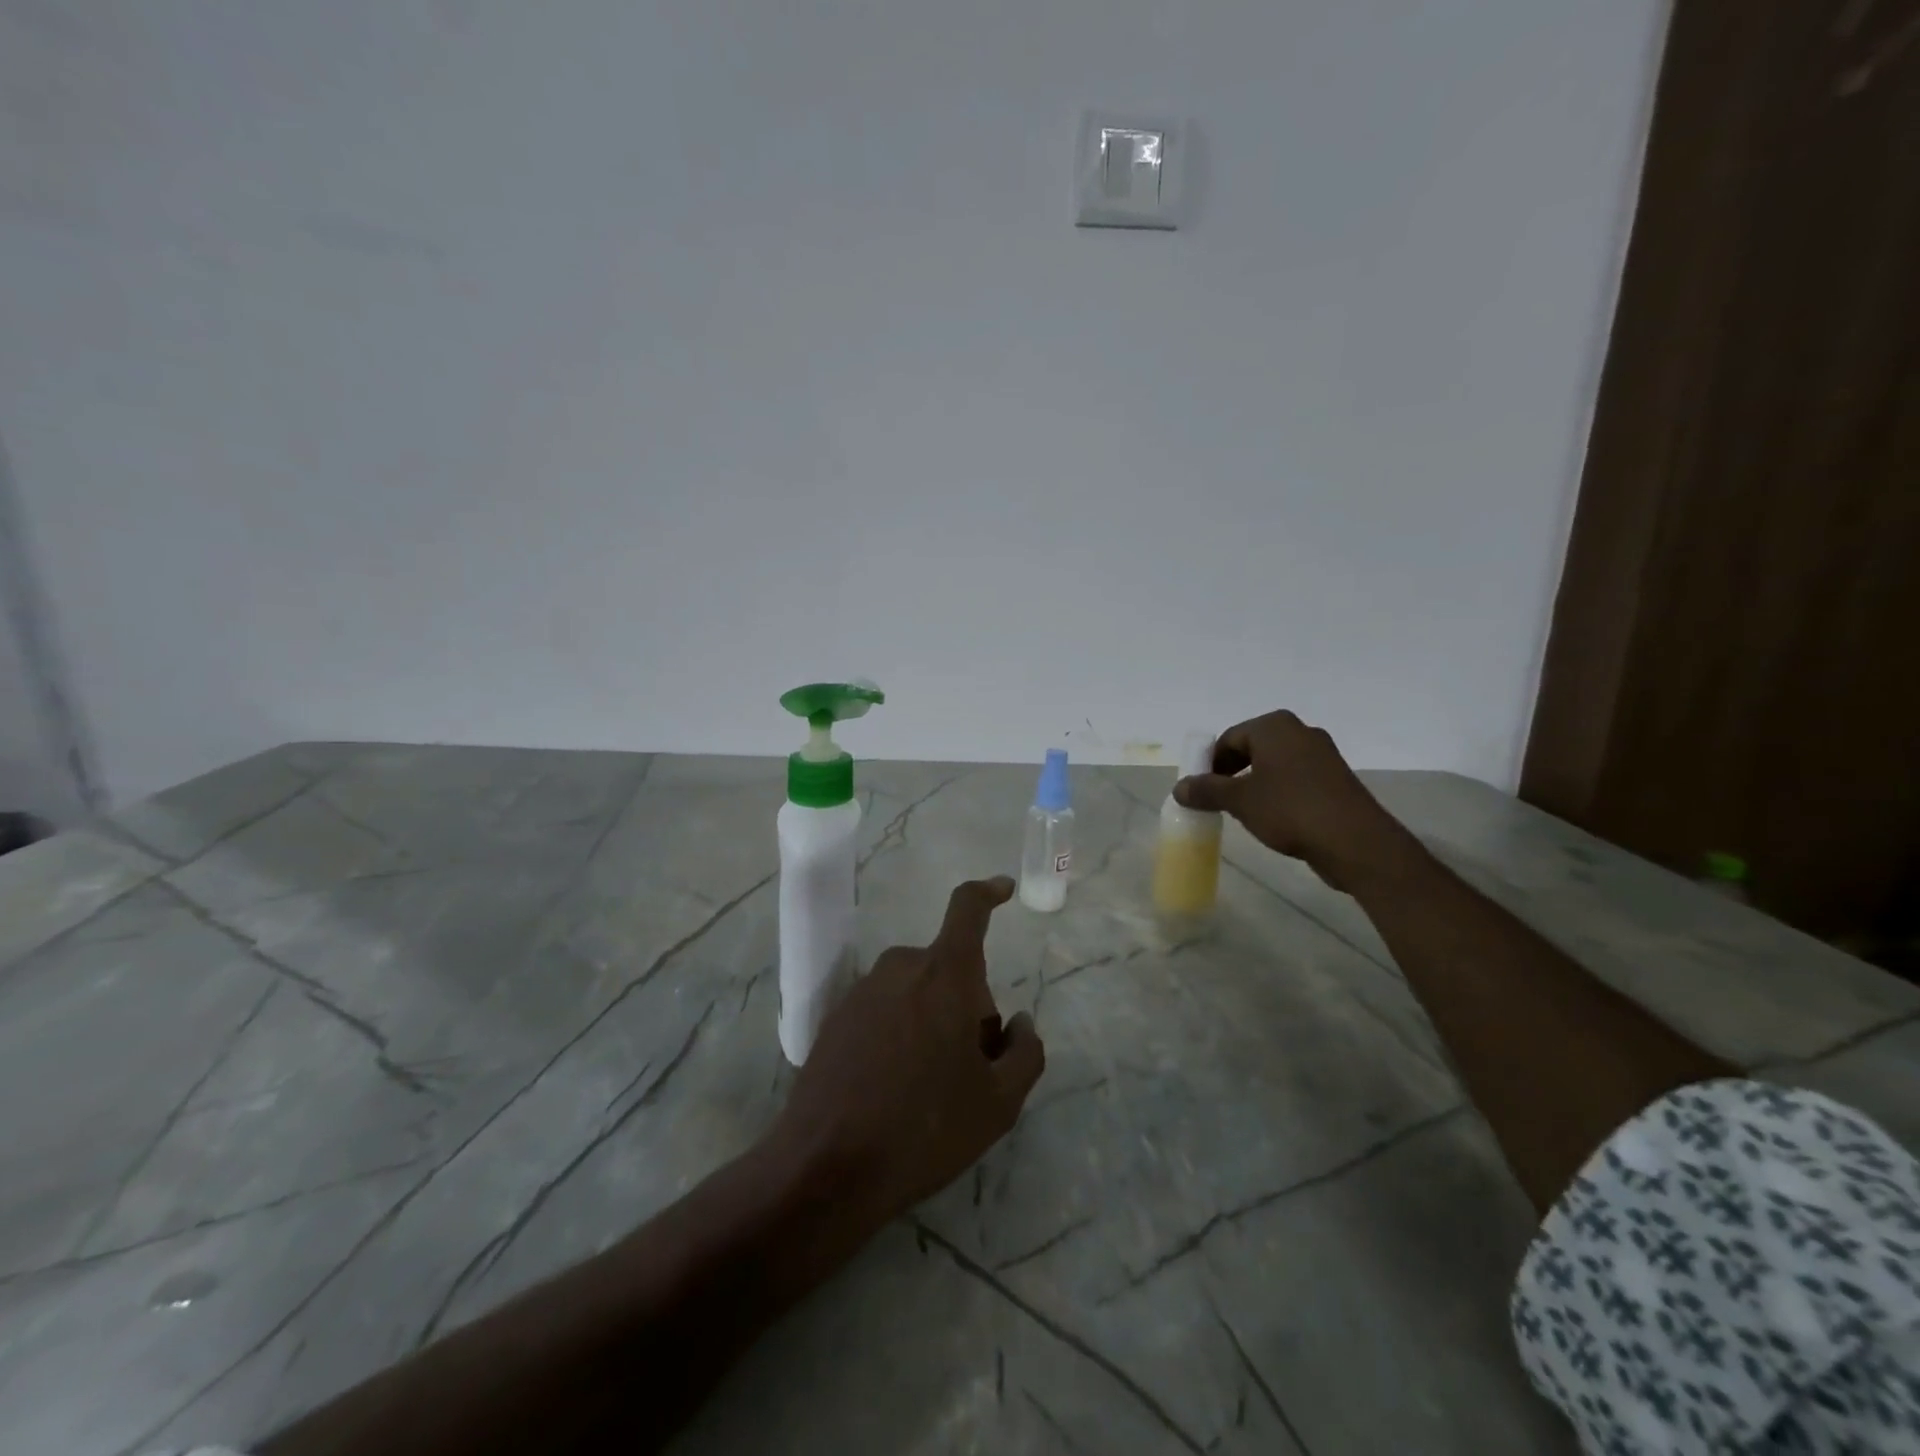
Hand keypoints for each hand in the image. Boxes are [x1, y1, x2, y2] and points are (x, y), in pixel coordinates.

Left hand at [774, 876, 1044, 1227]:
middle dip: (969, 1004)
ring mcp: (863, 990)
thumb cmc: (925, 1129)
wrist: (827, 1167)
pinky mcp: (836, 1017)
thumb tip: (1020, 1024)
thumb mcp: (998, 1103)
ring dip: (934, 1019)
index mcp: (945, 974)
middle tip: (973, 1067)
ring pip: (917, 990)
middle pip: (950, 968)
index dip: (989, 892)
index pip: (968, 909)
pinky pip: (886, 1008)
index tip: (1004, 889)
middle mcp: (901, 967)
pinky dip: (901, 1031)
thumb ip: (1025, 1053)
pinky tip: (895, 1088)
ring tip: (932, 1086)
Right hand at [1173, 709, 1407, 889]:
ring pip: (1274, 764)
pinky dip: (1278, 791)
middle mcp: (1300, 731)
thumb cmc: (1290, 810)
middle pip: (1252, 748)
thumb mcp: (1239, 801)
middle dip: (1231, 772)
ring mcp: (1322, 754)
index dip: (1209, 764)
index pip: (1229, 739)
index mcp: (1274, 726)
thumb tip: (1179, 787)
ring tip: (1242, 811)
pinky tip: (1273, 817)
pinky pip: (1295, 778)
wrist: (1355, 841)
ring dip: (1254, 783)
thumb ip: (1206, 790)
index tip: (1198, 789)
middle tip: (1217, 799)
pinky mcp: (1336, 779)